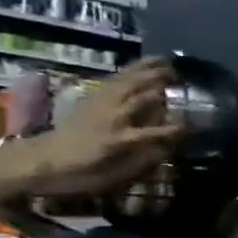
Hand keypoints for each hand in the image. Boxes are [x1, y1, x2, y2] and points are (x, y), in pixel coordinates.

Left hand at [28, 58, 179, 193]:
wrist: (39, 161)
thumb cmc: (78, 174)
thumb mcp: (113, 177)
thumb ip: (143, 161)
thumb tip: (169, 148)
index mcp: (120, 139)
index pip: (158, 132)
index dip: (180, 128)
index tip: (197, 126)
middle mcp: (113, 117)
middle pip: (144, 96)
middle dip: (164, 87)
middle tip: (184, 79)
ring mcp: (100, 105)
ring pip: (128, 82)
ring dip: (148, 71)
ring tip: (165, 61)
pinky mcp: (90, 99)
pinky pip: (113, 80)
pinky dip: (128, 71)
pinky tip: (139, 67)